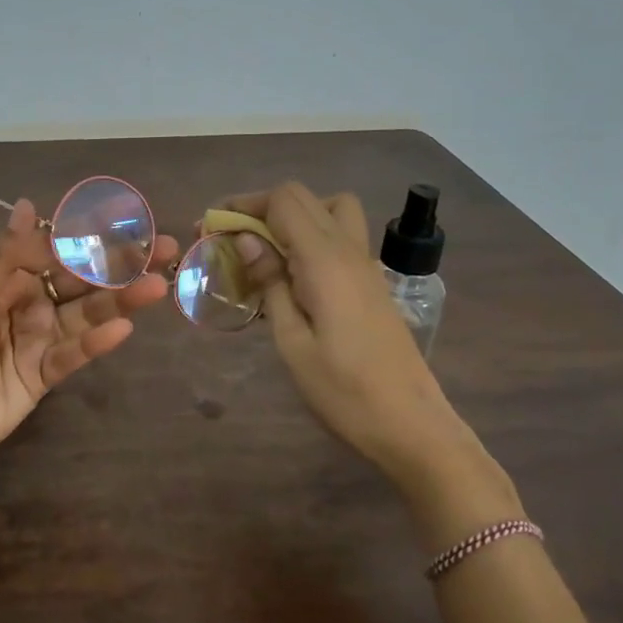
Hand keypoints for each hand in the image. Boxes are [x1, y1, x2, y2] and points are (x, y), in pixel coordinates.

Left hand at [0, 199, 180, 476]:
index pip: (55, 251)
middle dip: (119, 265)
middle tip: (164, 249)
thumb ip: (2, 257)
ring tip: (156, 287)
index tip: (127, 223)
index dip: (90, 237)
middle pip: (80, 281)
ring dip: (119, 300)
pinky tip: (123, 328)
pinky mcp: (44, 376)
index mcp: (5, 280)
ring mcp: (38, 340)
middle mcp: (27, 305)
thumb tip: (30, 204)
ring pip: (85, 315)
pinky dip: (97, 342)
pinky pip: (74, 354)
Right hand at [215, 183, 480, 489]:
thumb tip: (246, 241)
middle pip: (303, 197)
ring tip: (265, 250)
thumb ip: (270, 284)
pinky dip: (310, 237)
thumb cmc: (344, 391)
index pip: (284, 201)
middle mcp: (349, 250)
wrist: (411, 424)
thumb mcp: (292, 342)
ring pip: (329, 209)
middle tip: (228, 238)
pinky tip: (291, 275)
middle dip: (260, 207)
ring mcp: (366, 265)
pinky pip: (339, 236)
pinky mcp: (372, 282)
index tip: (211, 227)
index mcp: (326, 261)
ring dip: (292, 216)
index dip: (244, 204)